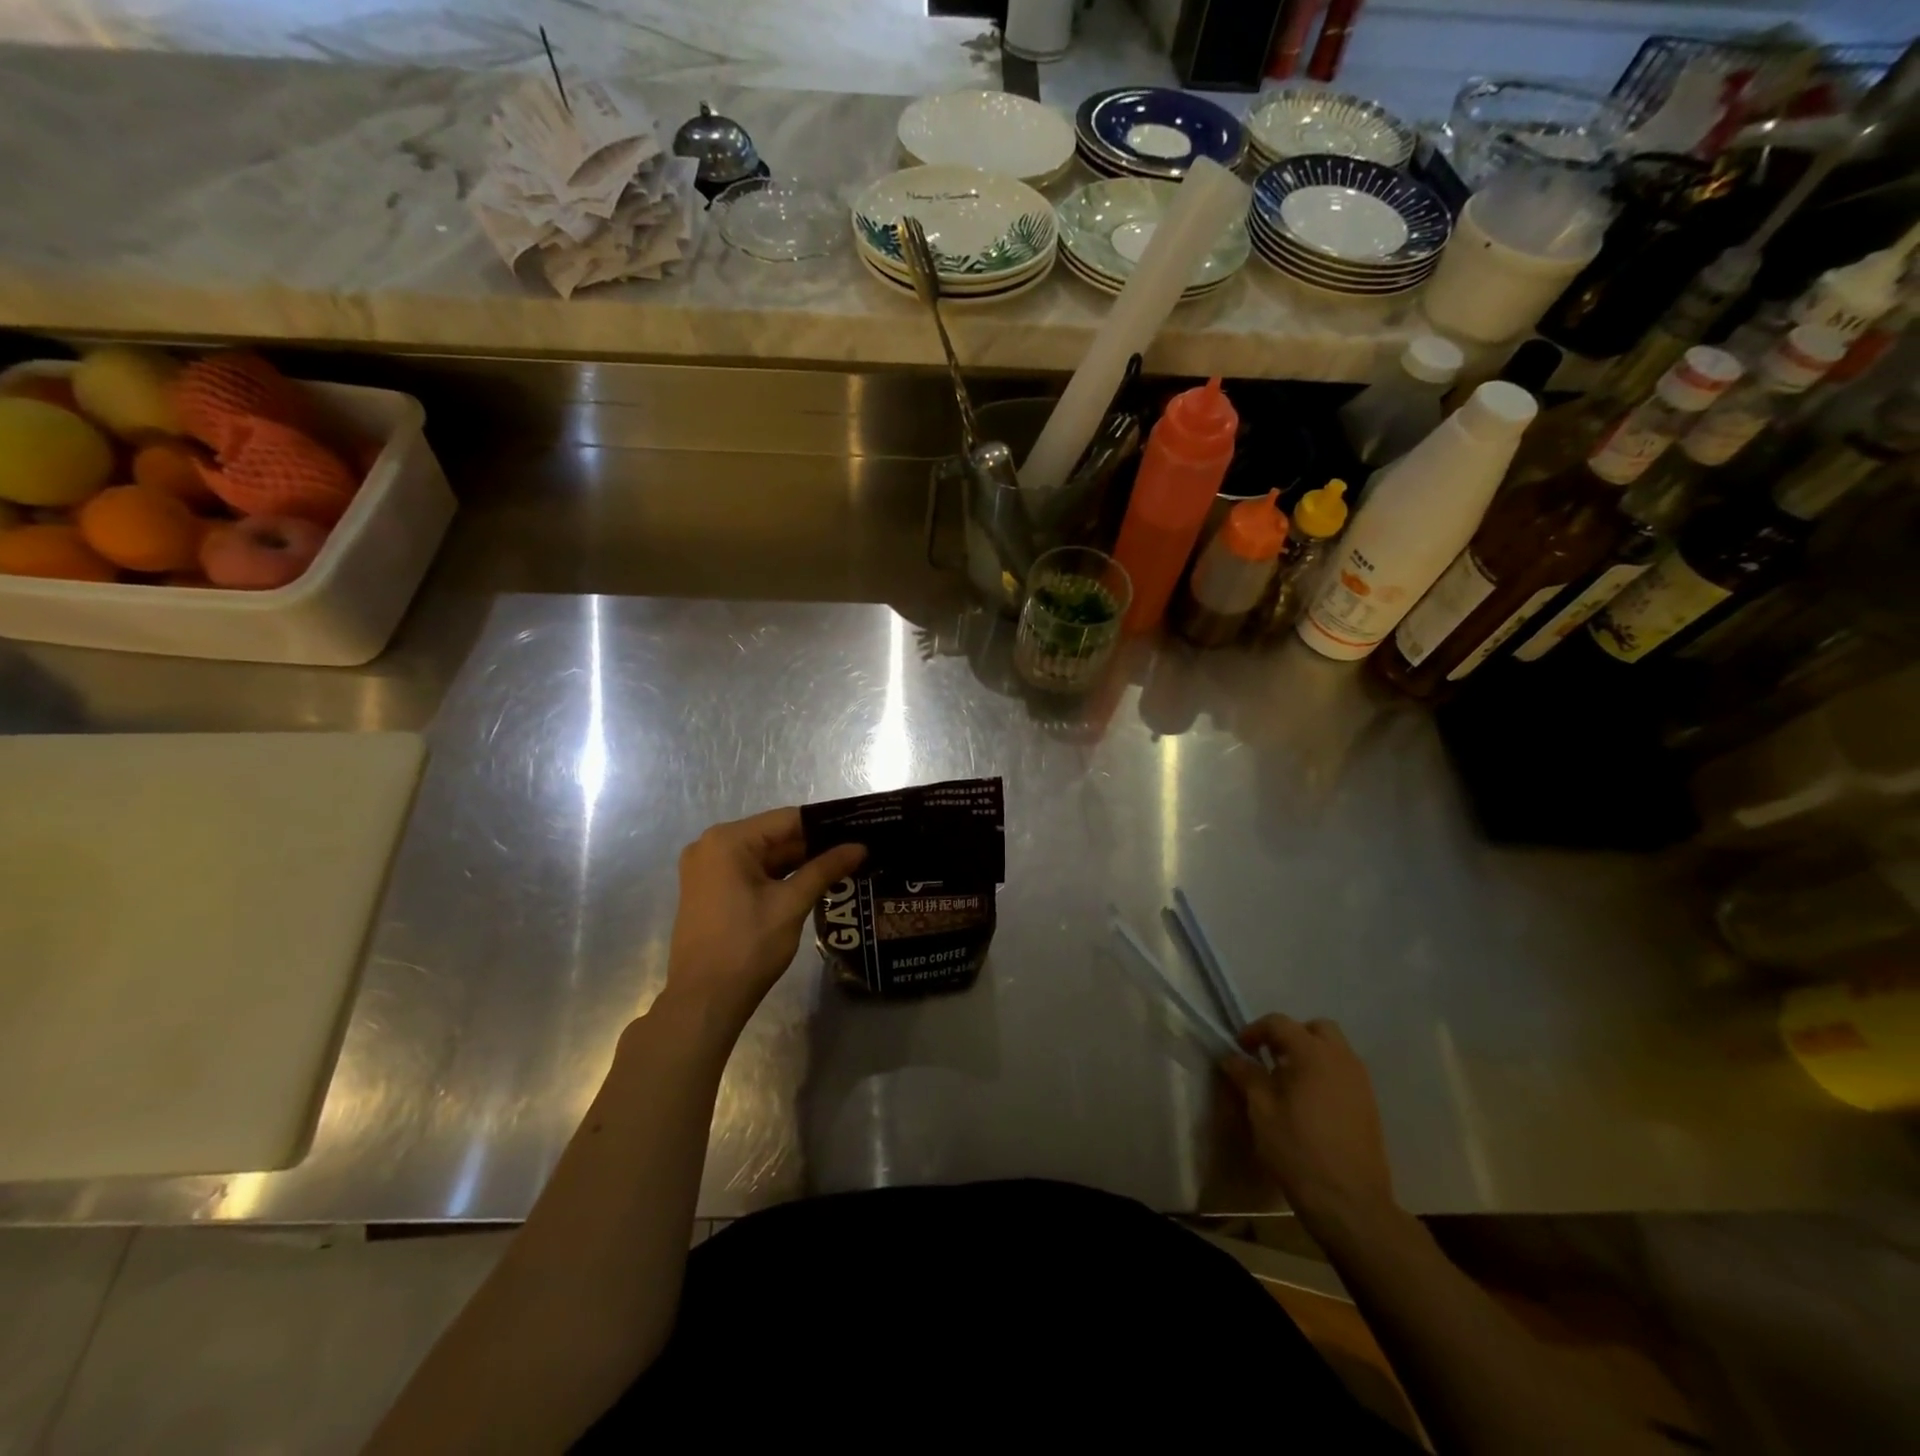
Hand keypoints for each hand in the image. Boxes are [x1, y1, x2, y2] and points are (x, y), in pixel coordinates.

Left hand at [661, 808, 865, 1033]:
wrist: (704, 1002)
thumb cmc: (747, 947)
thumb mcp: (791, 904)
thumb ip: (825, 869)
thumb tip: (860, 847)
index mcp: (728, 840)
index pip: (788, 819)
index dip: (826, 825)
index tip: (860, 830)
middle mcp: (711, 845)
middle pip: (775, 836)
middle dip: (814, 846)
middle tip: (857, 851)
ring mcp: (707, 869)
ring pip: (765, 856)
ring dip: (799, 863)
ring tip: (844, 866)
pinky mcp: (710, 890)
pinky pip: (751, 873)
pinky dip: (779, 877)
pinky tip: (814, 883)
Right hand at [1222, 1015, 1397, 1234]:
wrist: (1350, 1203)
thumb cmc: (1298, 1151)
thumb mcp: (1261, 1111)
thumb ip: (1247, 1076)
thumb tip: (1233, 1057)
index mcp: (1313, 1054)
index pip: (1280, 1023)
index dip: (1255, 1030)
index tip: (1240, 1049)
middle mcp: (1342, 1060)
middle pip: (1316, 1028)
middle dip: (1290, 1036)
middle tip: (1270, 1058)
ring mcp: (1361, 1083)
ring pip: (1334, 1050)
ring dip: (1310, 1054)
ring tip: (1288, 1081)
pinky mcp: (1369, 1106)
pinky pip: (1344, 1073)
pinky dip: (1325, 1074)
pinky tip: (1309, 1103)